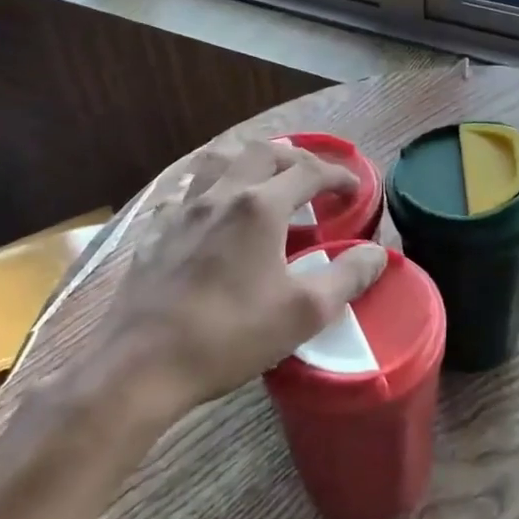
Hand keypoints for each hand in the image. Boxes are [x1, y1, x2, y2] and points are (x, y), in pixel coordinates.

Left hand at [84, 139, 386, 425]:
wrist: (142, 366)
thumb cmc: (230, 336)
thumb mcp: (303, 313)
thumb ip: (346, 277)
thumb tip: (376, 253)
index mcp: (259, 207)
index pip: (308, 172)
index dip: (338, 175)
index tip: (355, 188)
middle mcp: (220, 195)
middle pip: (262, 152)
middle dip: (294, 158)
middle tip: (312, 178)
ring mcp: (181, 211)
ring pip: (217, 161)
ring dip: (246, 161)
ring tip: (261, 178)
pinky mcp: (154, 232)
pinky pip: (185, 193)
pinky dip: (208, 190)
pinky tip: (209, 213)